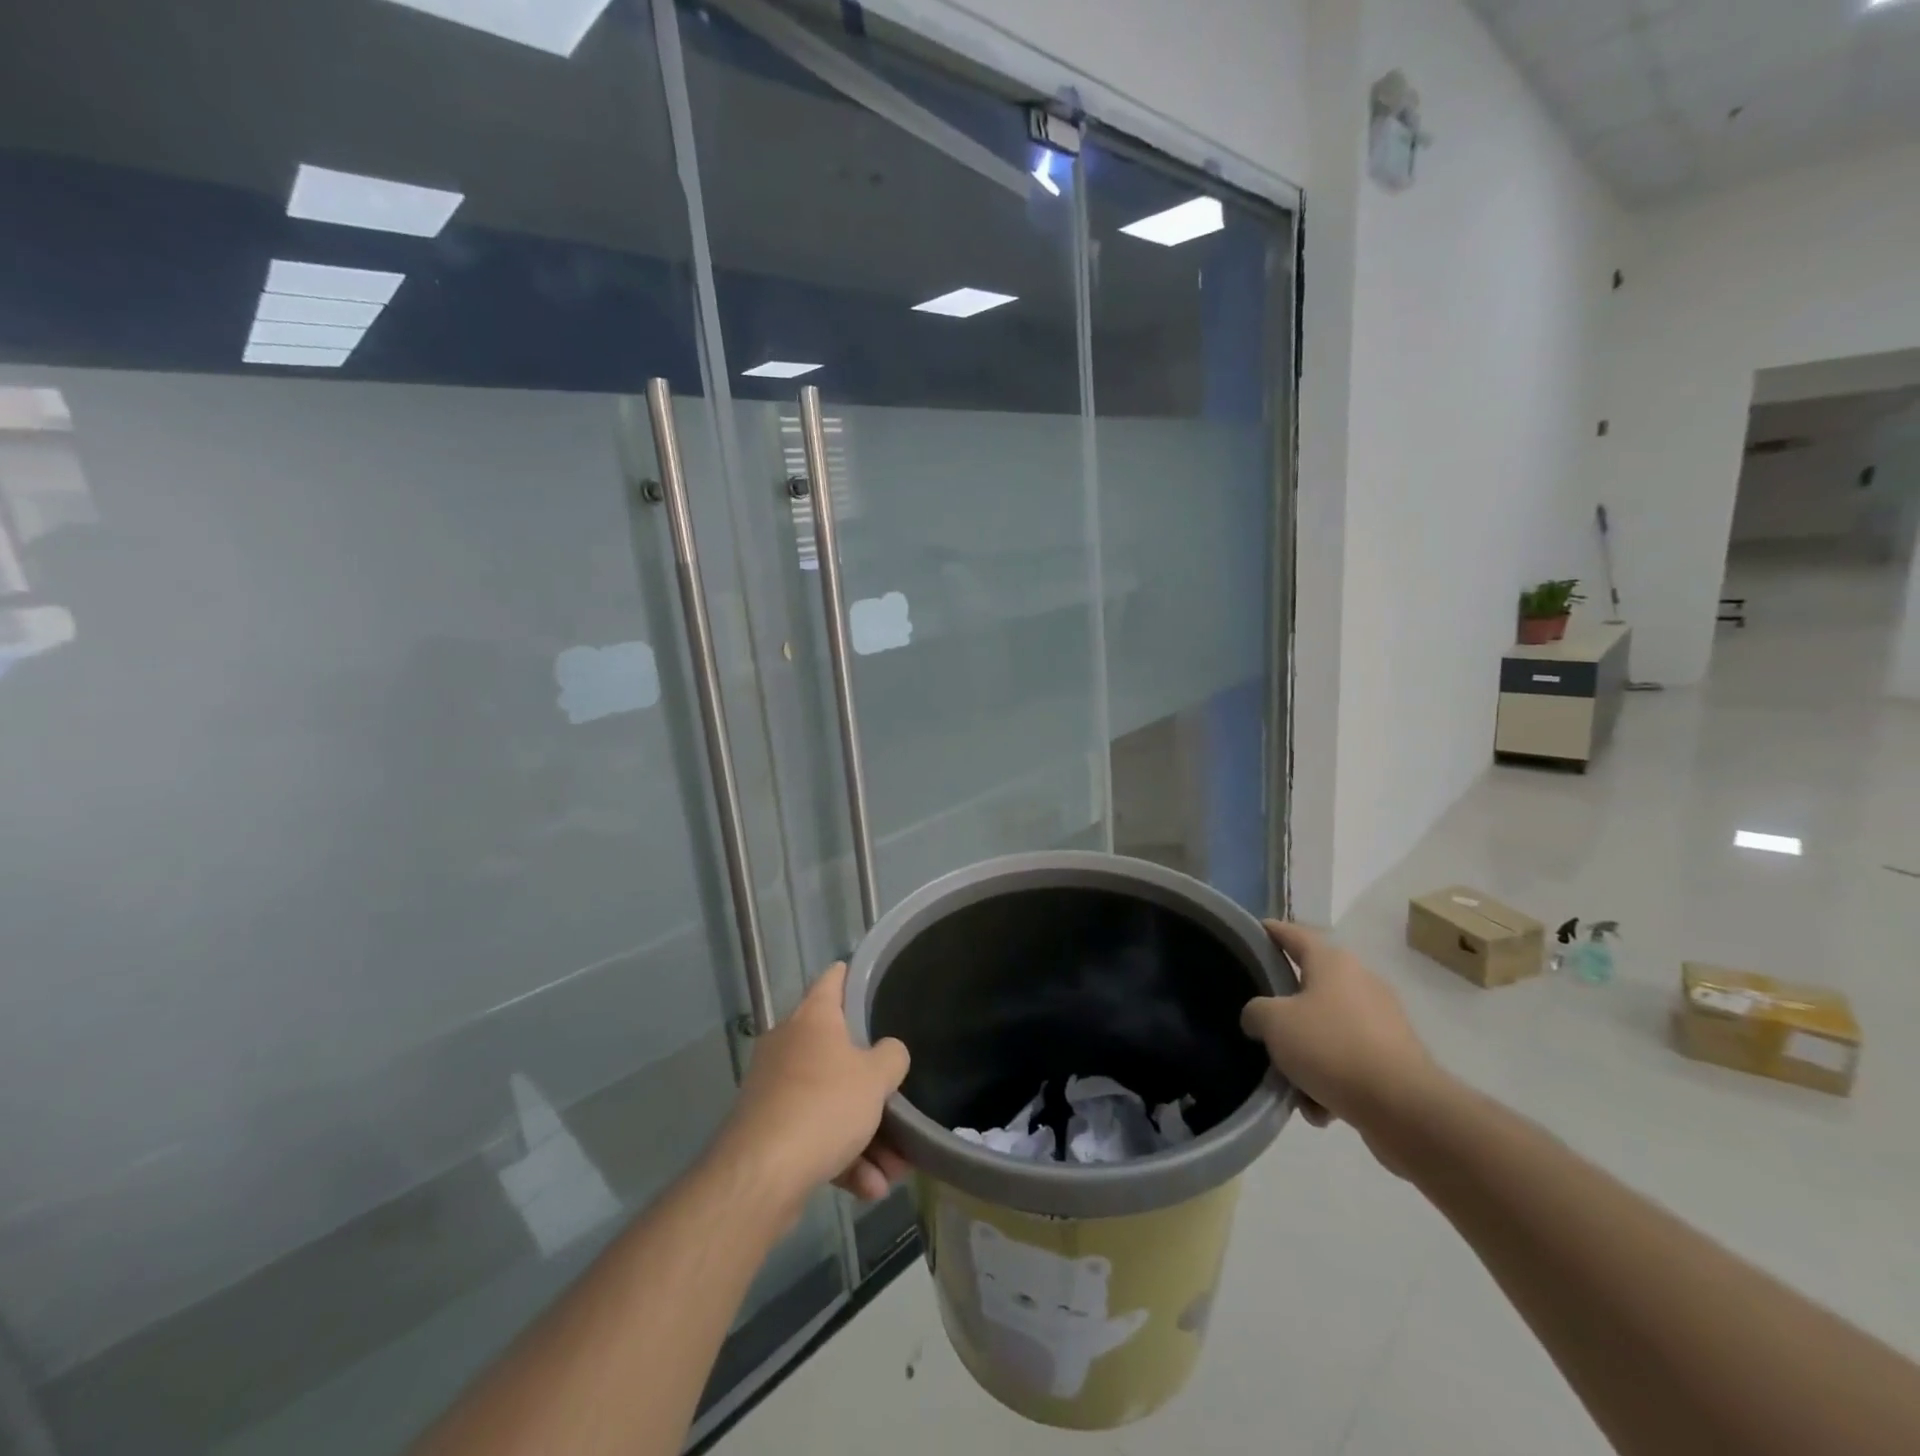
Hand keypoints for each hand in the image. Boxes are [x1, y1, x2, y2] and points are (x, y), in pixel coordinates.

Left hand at [712, 963, 910, 1212]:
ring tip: (893, 1169)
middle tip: (900, 1103)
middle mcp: (789, 1045)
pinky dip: (842, 1157)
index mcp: (812, 1018)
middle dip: (873, 1086)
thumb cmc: (824, 1105)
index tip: (867, 974)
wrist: (761, 1175)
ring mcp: (775, 1089)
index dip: (851, 975)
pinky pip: (814, 1135)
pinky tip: (868, 1187)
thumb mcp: (876, 1077)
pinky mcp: (768, 1130)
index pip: (832, 980)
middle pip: (838, 1052)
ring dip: (865, 1135)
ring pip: (830, 1102)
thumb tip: (888, 1052)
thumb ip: (891, 1057)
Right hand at [1241, 921, 1441, 1153]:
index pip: (1293, 934)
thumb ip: (1255, 1012)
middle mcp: (1361, 983)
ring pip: (1327, 1030)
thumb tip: (1258, 1018)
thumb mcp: (1274, 1023)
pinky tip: (1320, 1107)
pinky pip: (1349, 1062)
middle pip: (1310, 987)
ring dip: (1307, 1055)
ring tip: (1291, 1084)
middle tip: (1261, 1026)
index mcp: (1333, 962)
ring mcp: (1382, 1022)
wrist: (1404, 1108)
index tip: (1251, 934)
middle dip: (1285, 1012)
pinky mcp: (1395, 1059)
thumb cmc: (1332, 1047)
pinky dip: (1331, 1081)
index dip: (1270, 931)